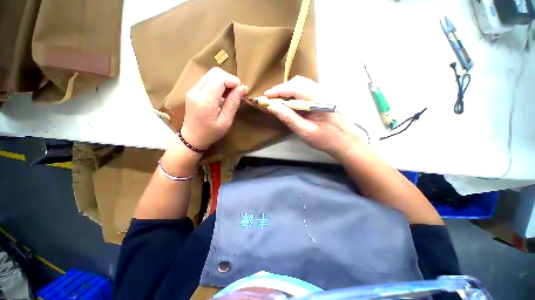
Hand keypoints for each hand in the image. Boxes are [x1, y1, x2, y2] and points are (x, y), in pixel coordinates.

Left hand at [180, 67, 247, 149]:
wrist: (192, 138)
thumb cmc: (211, 133)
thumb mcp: (226, 121)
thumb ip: (233, 103)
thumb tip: (242, 88)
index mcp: (205, 100)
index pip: (219, 78)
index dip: (233, 81)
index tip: (241, 91)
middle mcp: (196, 91)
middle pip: (215, 72)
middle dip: (229, 79)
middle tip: (236, 92)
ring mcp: (193, 90)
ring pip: (211, 75)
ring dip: (224, 81)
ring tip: (230, 94)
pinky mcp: (193, 91)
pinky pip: (207, 80)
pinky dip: (218, 84)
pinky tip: (222, 95)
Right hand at [265, 76, 363, 157]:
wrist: (344, 141)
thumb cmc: (325, 139)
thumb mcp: (305, 131)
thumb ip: (289, 118)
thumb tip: (271, 106)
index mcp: (318, 99)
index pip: (295, 88)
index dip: (278, 90)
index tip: (265, 96)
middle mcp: (321, 91)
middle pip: (298, 82)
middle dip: (281, 89)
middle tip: (270, 99)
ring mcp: (322, 93)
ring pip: (301, 85)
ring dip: (287, 91)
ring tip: (277, 101)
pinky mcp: (321, 97)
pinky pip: (304, 90)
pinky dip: (293, 94)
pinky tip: (289, 103)